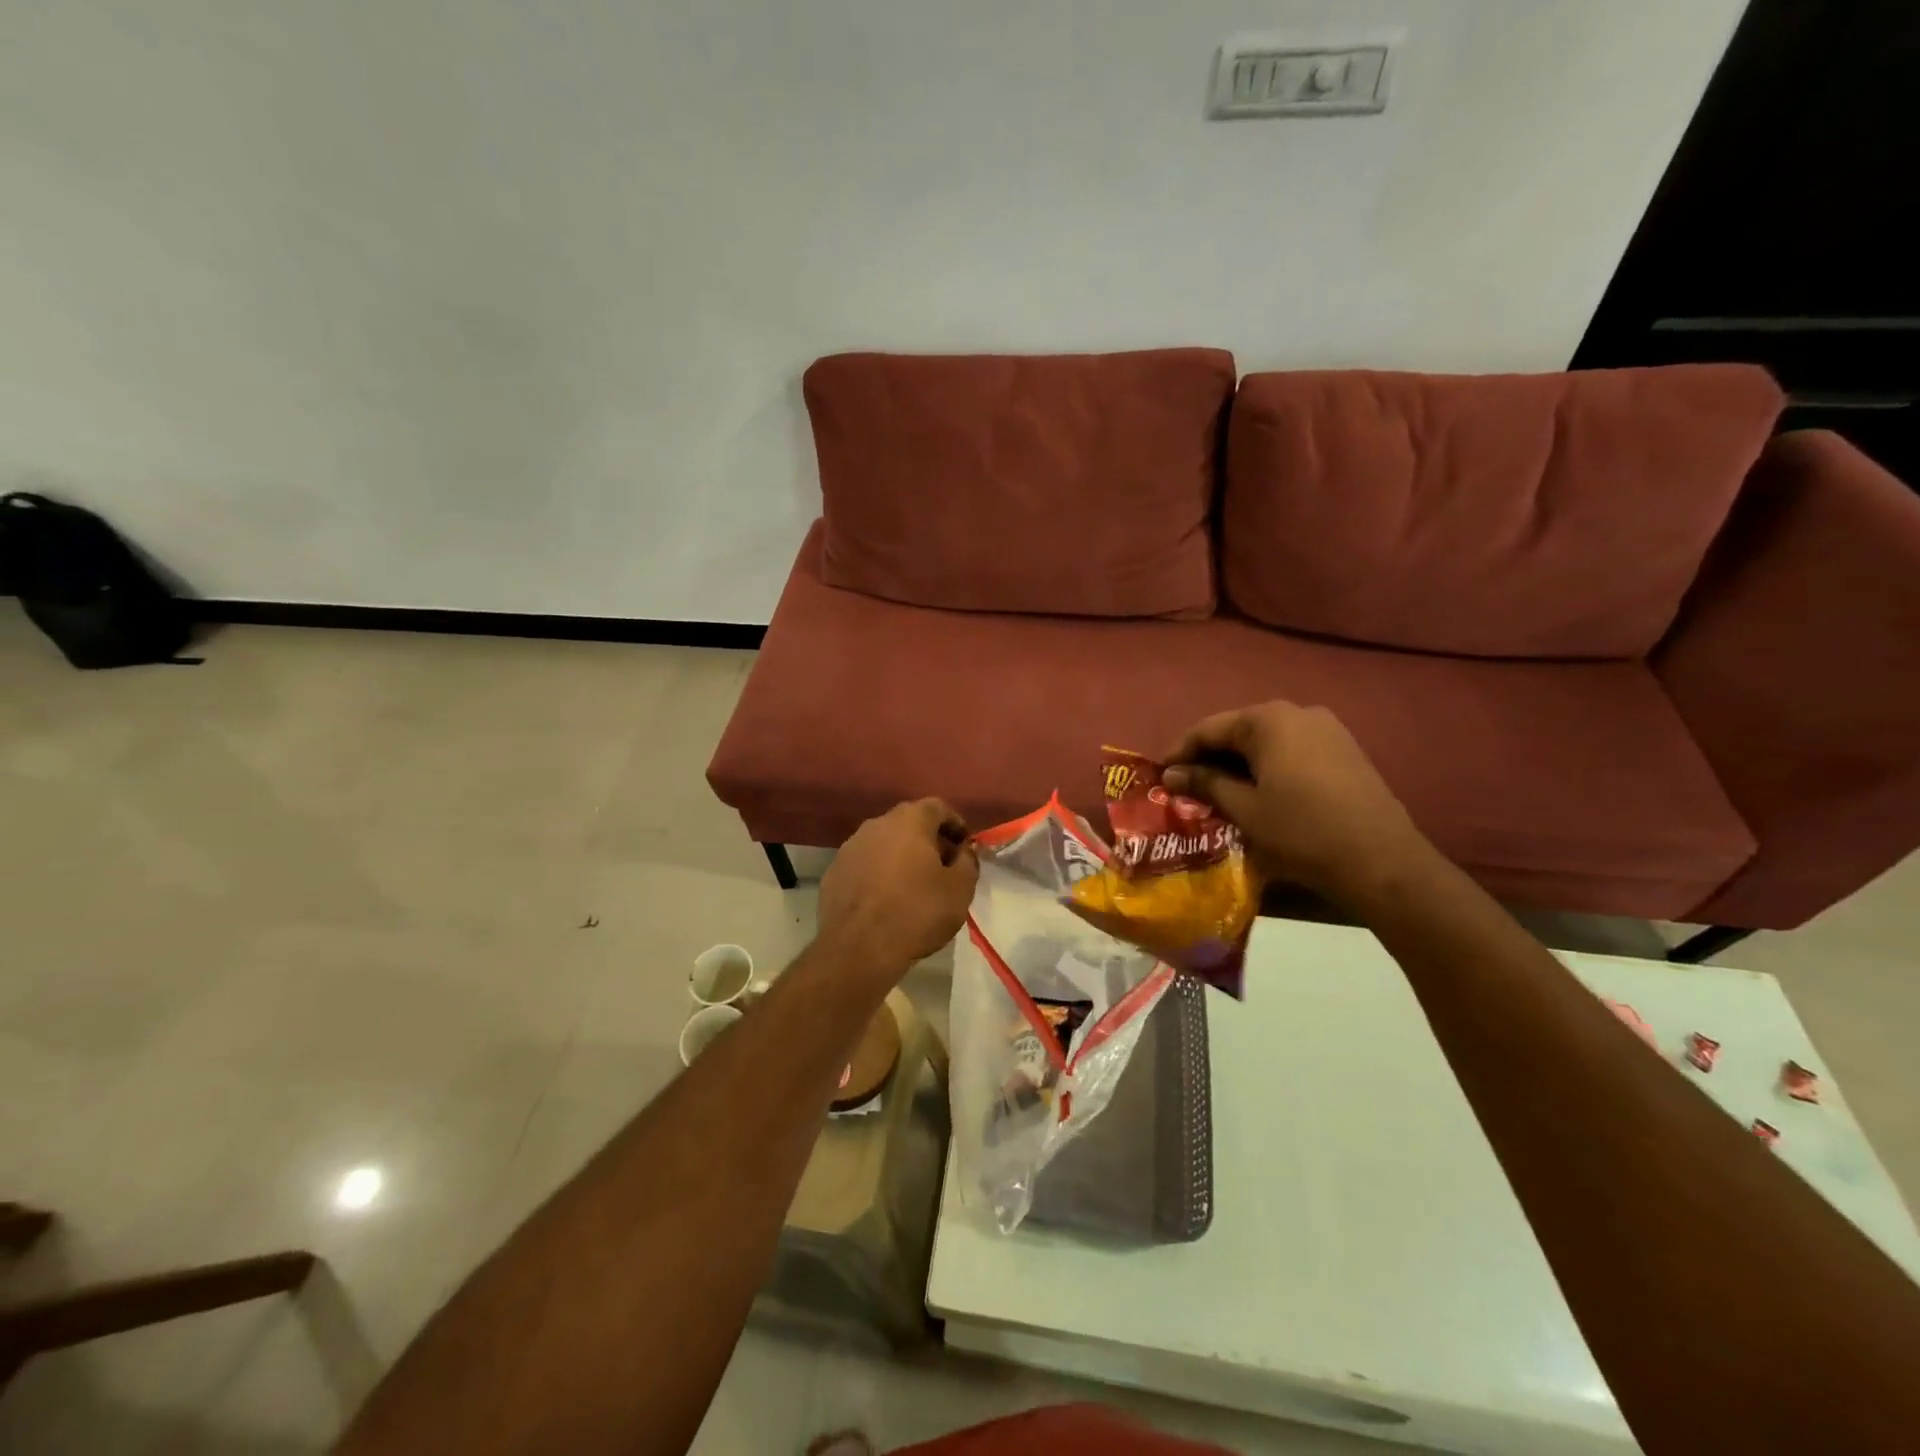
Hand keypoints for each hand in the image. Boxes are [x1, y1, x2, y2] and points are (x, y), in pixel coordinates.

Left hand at [818, 799, 978, 976]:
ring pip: (884, 844)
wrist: (857, 948)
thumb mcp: (960, 889)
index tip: (965, 848)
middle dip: (929, 841)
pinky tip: (886, 900)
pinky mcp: (833, 873)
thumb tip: (962, 852)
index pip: (938, 808)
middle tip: (944, 867)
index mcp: (909, 821)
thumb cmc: (916, 912)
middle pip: (909, 823)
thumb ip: (967, 862)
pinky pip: (865, 865)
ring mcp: (850, 848)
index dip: (956, 825)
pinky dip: (879, 874)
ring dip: (901, 857)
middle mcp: (876, 824)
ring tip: (915, 886)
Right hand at [1163, 701, 1431, 903]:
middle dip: (1209, 757)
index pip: (1209, 728)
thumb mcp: (1244, 809)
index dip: (1180, 752)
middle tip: (1186, 786)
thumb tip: (1172, 773)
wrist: (1381, 861)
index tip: (1160, 775)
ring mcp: (1327, 729)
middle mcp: (1297, 712)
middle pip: (1238, 730)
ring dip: (1238, 763)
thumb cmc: (1301, 832)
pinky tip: (1258, 792)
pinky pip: (1291, 750)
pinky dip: (1267, 767)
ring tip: (1218, 792)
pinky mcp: (1344, 750)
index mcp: (1268, 720)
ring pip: (1266, 741)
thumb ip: (1205, 783)